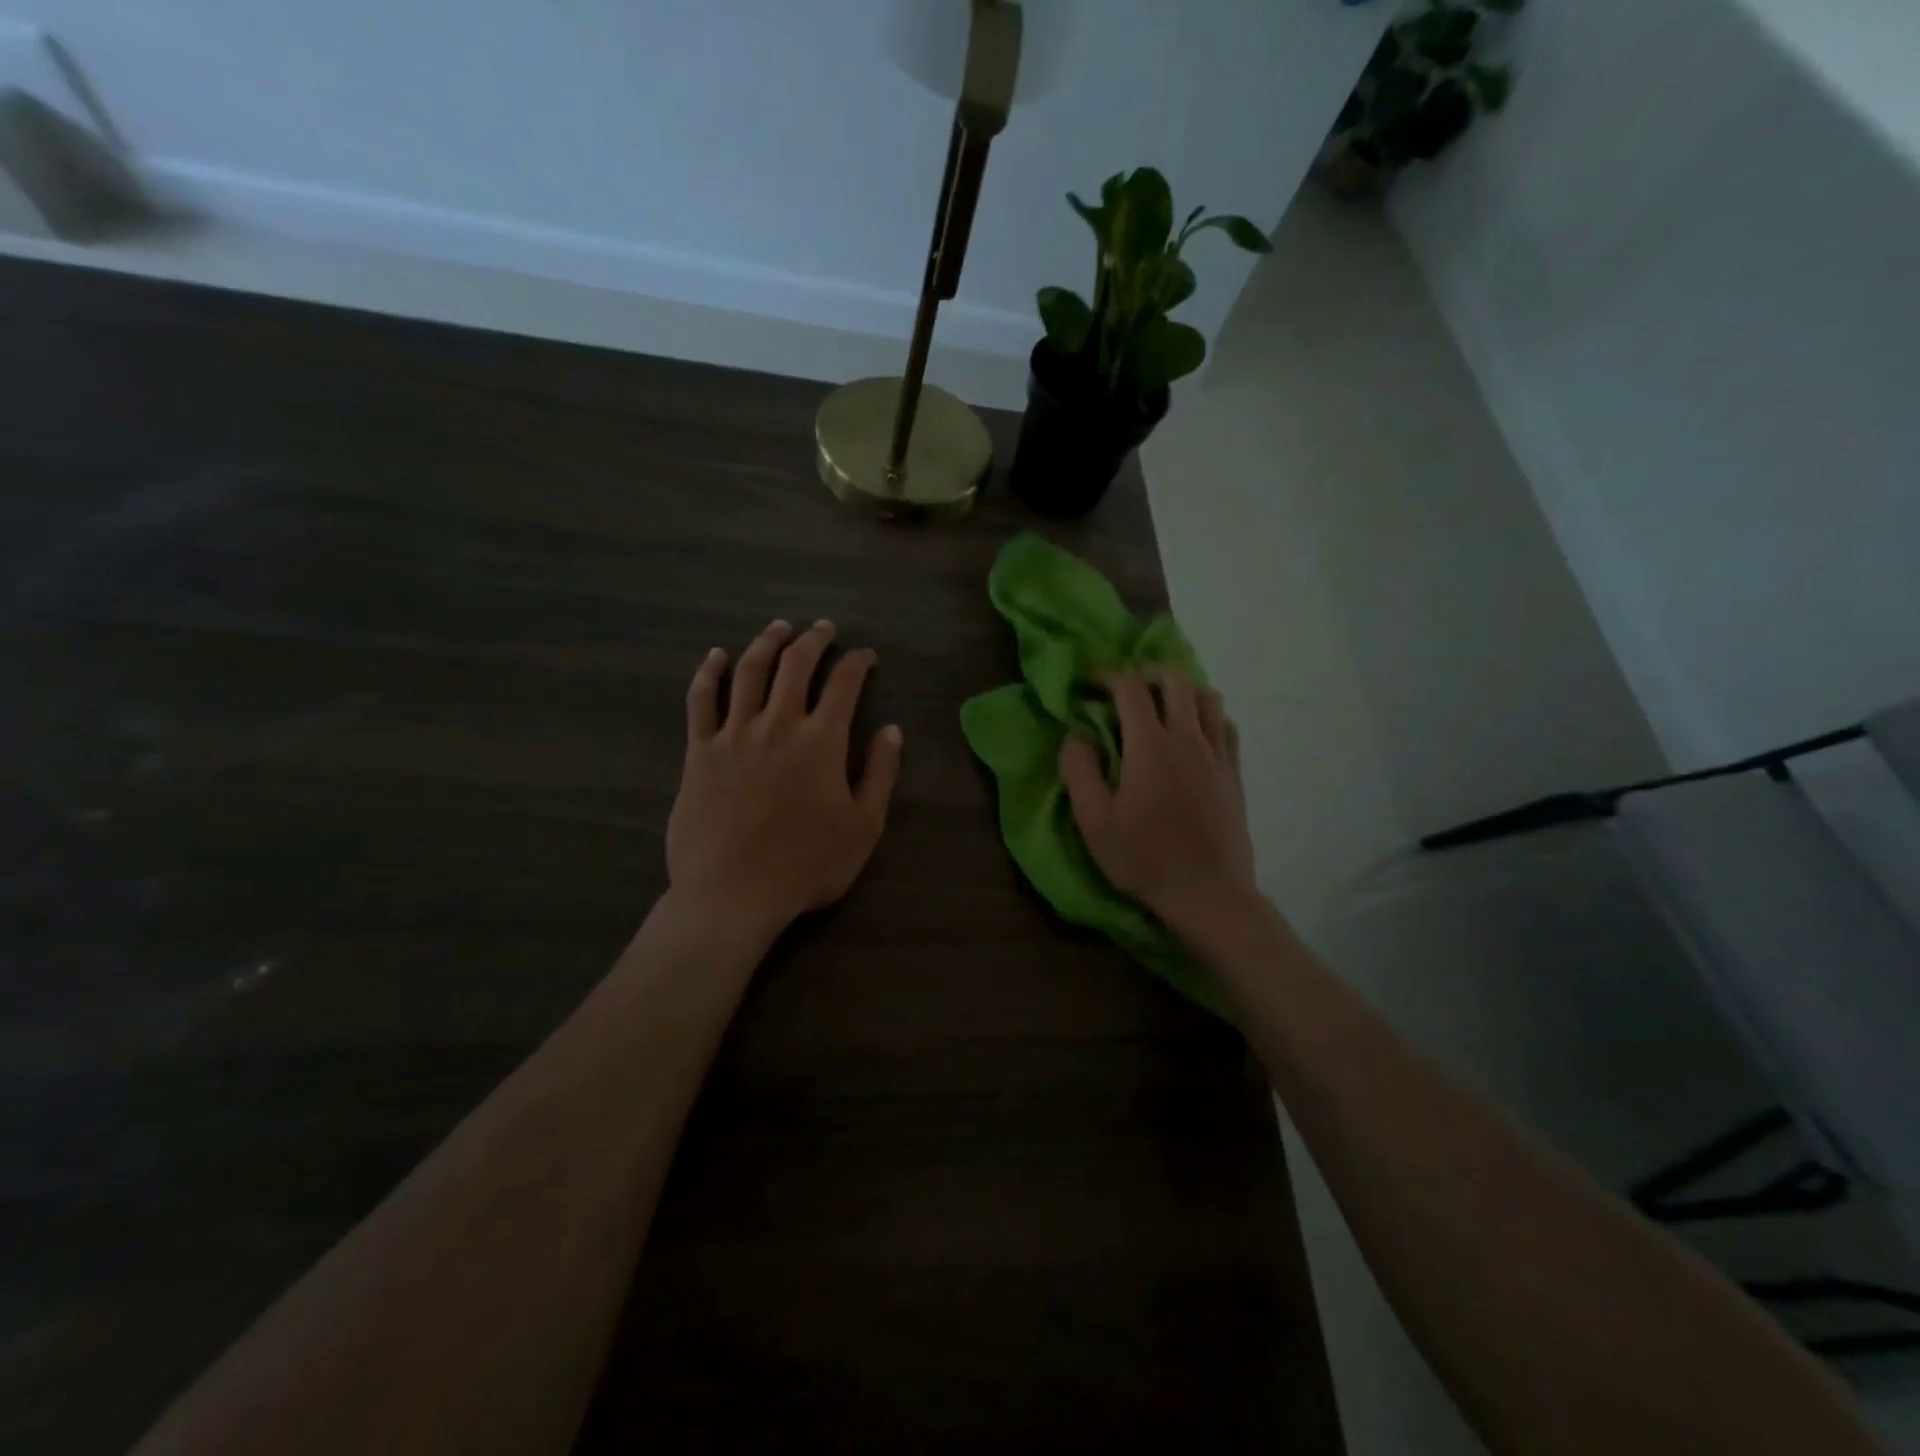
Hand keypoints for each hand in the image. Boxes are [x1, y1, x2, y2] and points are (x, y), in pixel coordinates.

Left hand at [667, 619, 901, 934]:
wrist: (732, 894)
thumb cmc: (807, 866)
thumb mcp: (864, 826)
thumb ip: (880, 773)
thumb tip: (892, 730)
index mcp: (821, 741)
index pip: (844, 684)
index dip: (857, 663)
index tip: (865, 655)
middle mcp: (778, 724)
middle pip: (796, 665)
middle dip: (813, 640)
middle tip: (823, 628)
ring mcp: (733, 734)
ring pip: (750, 671)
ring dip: (766, 643)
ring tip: (778, 628)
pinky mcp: (699, 751)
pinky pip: (701, 700)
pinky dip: (709, 673)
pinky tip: (716, 656)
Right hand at [1059, 669, 1262, 949]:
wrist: (1208, 894)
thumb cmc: (1144, 858)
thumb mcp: (1094, 821)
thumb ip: (1079, 771)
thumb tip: (1076, 737)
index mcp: (1150, 746)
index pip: (1130, 688)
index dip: (1107, 677)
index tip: (1089, 685)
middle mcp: (1188, 739)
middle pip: (1175, 680)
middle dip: (1145, 674)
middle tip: (1124, 692)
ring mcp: (1217, 755)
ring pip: (1207, 696)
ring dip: (1181, 691)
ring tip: (1160, 708)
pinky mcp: (1235, 773)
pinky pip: (1226, 725)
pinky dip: (1207, 716)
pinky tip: (1193, 734)